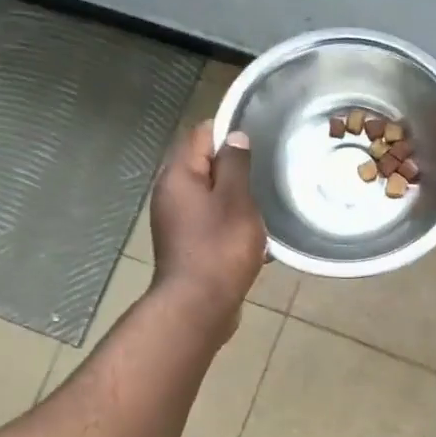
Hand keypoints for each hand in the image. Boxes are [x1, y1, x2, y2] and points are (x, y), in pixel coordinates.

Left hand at [148, 121, 266, 327]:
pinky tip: (253, 231)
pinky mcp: (186, 242)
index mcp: (178, 176)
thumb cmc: (220, 248)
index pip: (200, 134)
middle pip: (202, 163)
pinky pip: (210, 218)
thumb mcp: (236, 200)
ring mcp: (176, 220)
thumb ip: (235, 165)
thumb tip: (234, 137)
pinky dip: (229, 217)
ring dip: (234, 193)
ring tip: (264, 199)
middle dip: (233, 164)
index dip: (228, 129)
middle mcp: (170, 193)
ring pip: (208, 192)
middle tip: (266, 168)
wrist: (199, 306)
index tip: (258, 136)